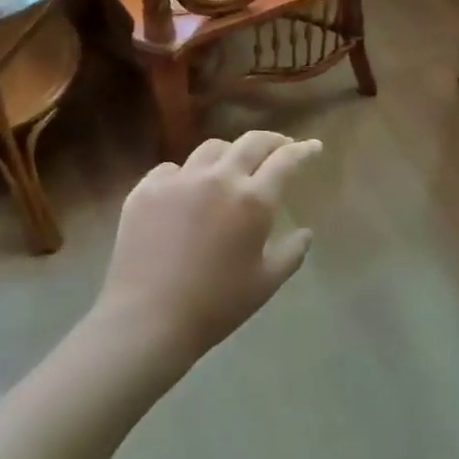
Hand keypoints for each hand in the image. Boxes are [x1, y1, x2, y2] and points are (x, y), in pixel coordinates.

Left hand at [94, 131, 322, 371]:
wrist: (149, 318)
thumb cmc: (217, 304)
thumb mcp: (266, 283)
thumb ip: (291, 253)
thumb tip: (305, 233)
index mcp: (253, 200)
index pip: (286, 160)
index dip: (303, 150)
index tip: (313, 146)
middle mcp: (218, 179)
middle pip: (251, 143)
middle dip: (272, 140)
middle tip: (281, 146)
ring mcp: (178, 180)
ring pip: (211, 149)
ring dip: (230, 153)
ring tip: (233, 166)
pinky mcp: (146, 190)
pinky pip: (172, 169)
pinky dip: (188, 174)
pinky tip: (187, 190)